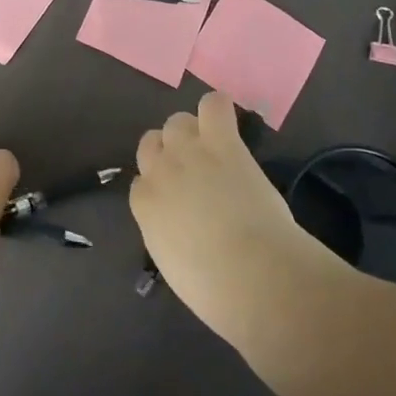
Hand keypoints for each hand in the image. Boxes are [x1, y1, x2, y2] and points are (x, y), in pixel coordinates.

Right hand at [131, 92, 336, 347]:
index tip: (180, 203)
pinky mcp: (222, 142)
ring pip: (178, 120)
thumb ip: (171, 236)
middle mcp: (159, 171)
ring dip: (192, 132)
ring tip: (214, 149)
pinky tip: (228, 124)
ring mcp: (189, 152)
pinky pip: (213, 104)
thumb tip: (184, 230)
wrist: (253, 275)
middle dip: (169, 154)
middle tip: (196, 174)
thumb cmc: (218, 291)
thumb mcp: (177, 267)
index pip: (141, 184)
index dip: (161, 189)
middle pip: (151, 142)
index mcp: (145, 207)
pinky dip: (218, 109)